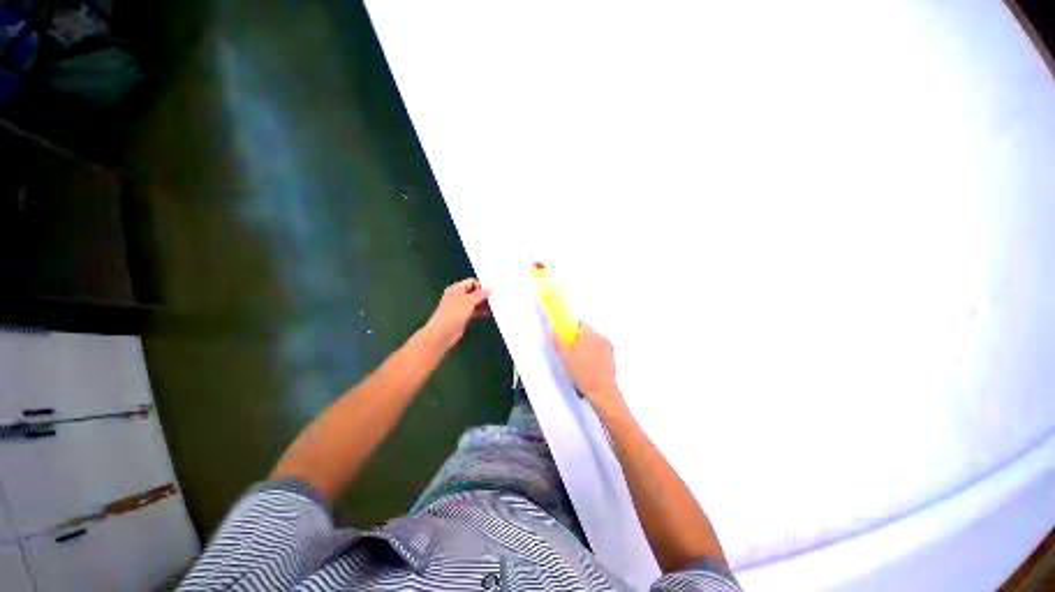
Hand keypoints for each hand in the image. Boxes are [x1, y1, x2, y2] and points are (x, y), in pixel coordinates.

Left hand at [424, 278, 491, 349]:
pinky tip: (487, 314)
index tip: (490, 292)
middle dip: (483, 296)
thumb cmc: (453, 314)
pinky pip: (473, 311)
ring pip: (474, 302)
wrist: (442, 333)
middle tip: (493, 299)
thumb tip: (489, 288)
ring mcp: (459, 307)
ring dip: (482, 304)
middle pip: (473, 292)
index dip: (481, 286)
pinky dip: (480, 311)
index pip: (471, 282)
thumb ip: (480, 294)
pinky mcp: (461, 316)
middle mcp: (457, 296)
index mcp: (456, 288)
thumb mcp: (469, 301)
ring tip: (492, 307)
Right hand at [553, 323, 624, 412]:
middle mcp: (601, 338)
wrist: (602, 392)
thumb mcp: (565, 357)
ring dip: (585, 348)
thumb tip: (552, 328)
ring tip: (578, 363)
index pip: (579, 324)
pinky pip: (599, 350)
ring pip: (592, 342)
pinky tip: (587, 367)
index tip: (565, 339)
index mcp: (590, 335)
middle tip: (569, 354)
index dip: (570, 331)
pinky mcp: (611, 358)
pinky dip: (593, 355)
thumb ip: (557, 340)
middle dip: (577, 341)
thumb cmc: (584, 375)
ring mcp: (607, 348)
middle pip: (585, 333)